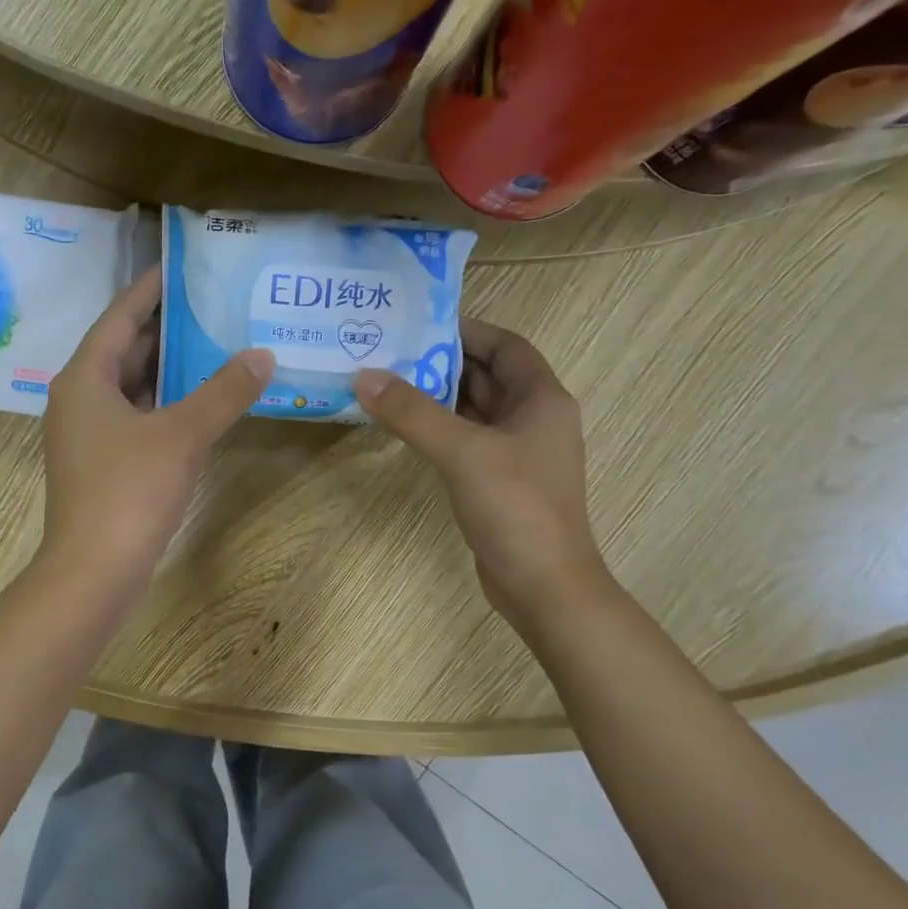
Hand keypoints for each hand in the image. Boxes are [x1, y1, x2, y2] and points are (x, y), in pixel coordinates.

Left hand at [40, 266, 272, 593]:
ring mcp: (87, 436)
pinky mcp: (101, 466)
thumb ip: (223, 392)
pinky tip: (199, 405)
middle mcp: (78, 400)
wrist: (93, 572)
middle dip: (165, 330)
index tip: (179, 266)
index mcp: (84, 379)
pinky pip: (135, 418)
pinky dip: (164, 405)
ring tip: (214, 347)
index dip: (149, 290)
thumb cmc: (129, 491)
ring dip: (168, 369)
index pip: (119, 318)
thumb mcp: (182, 434)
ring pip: (130, 388)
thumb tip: (261, 355)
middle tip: (211, 306)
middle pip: (124, 351)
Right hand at [354, 318, 610, 635]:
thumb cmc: (515, 507)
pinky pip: (467, 441)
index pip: (506, 346)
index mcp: (541, 399)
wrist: (543, 585)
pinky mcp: (500, 481)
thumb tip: (364, 376)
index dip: (467, 330)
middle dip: (442, 363)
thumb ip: (412, 412)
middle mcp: (534, 419)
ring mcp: (517, 453)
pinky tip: (404, 428)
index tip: (419, 323)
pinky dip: (439, 430)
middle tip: (389, 352)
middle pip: (487, 376)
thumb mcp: (462, 452)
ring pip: (474, 411)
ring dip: (437, 397)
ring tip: (386, 383)